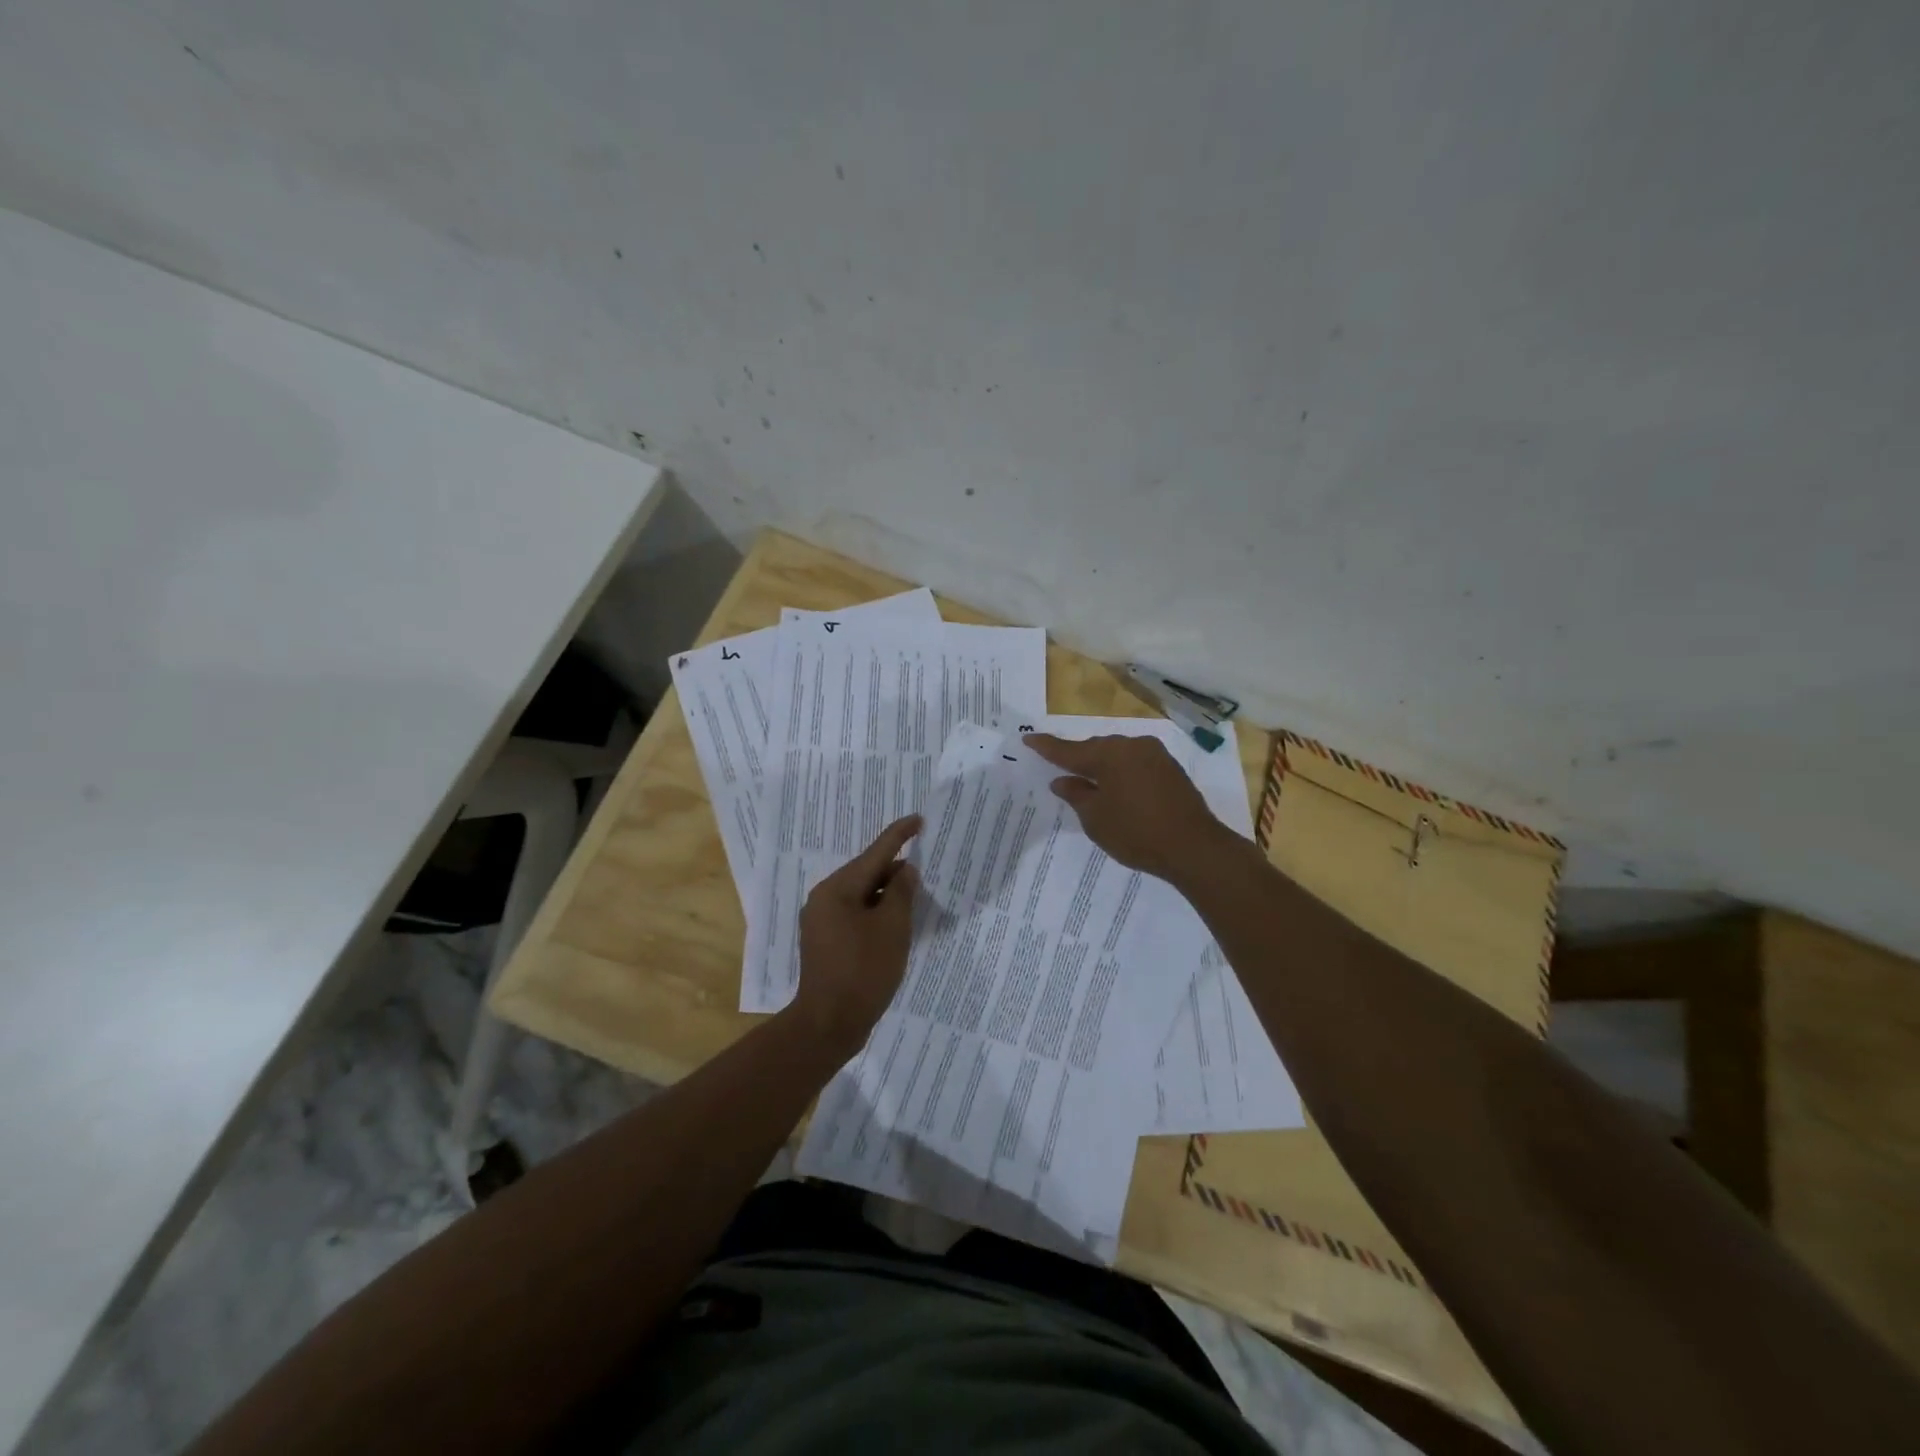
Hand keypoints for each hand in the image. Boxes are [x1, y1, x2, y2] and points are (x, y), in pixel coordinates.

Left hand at [790, 815, 922, 1052]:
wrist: (829, 1024)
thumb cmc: (863, 971)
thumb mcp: (892, 928)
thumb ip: (902, 892)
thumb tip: (906, 870)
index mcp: (837, 889)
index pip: (874, 853)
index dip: (899, 835)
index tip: (918, 820)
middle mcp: (824, 899)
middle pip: (866, 874)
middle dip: (896, 871)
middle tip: (926, 872)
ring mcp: (822, 922)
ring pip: (862, 896)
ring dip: (888, 895)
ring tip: (915, 898)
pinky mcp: (826, 942)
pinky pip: (856, 915)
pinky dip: (877, 913)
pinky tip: (895, 924)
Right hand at [1024, 733, 1224, 881]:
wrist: (1194, 847)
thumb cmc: (1136, 833)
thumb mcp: (1096, 819)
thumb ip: (1076, 795)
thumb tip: (1062, 780)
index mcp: (1108, 754)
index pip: (1068, 750)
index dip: (1046, 747)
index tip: (1028, 738)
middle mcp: (1131, 746)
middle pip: (1095, 749)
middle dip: (1077, 757)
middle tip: (1057, 766)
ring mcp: (1155, 755)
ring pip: (1117, 755)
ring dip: (1101, 765)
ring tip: (1086, 780)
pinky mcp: (1170, 769)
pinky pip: (1135, 763)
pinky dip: (1121, 772)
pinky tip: (1115, 786)